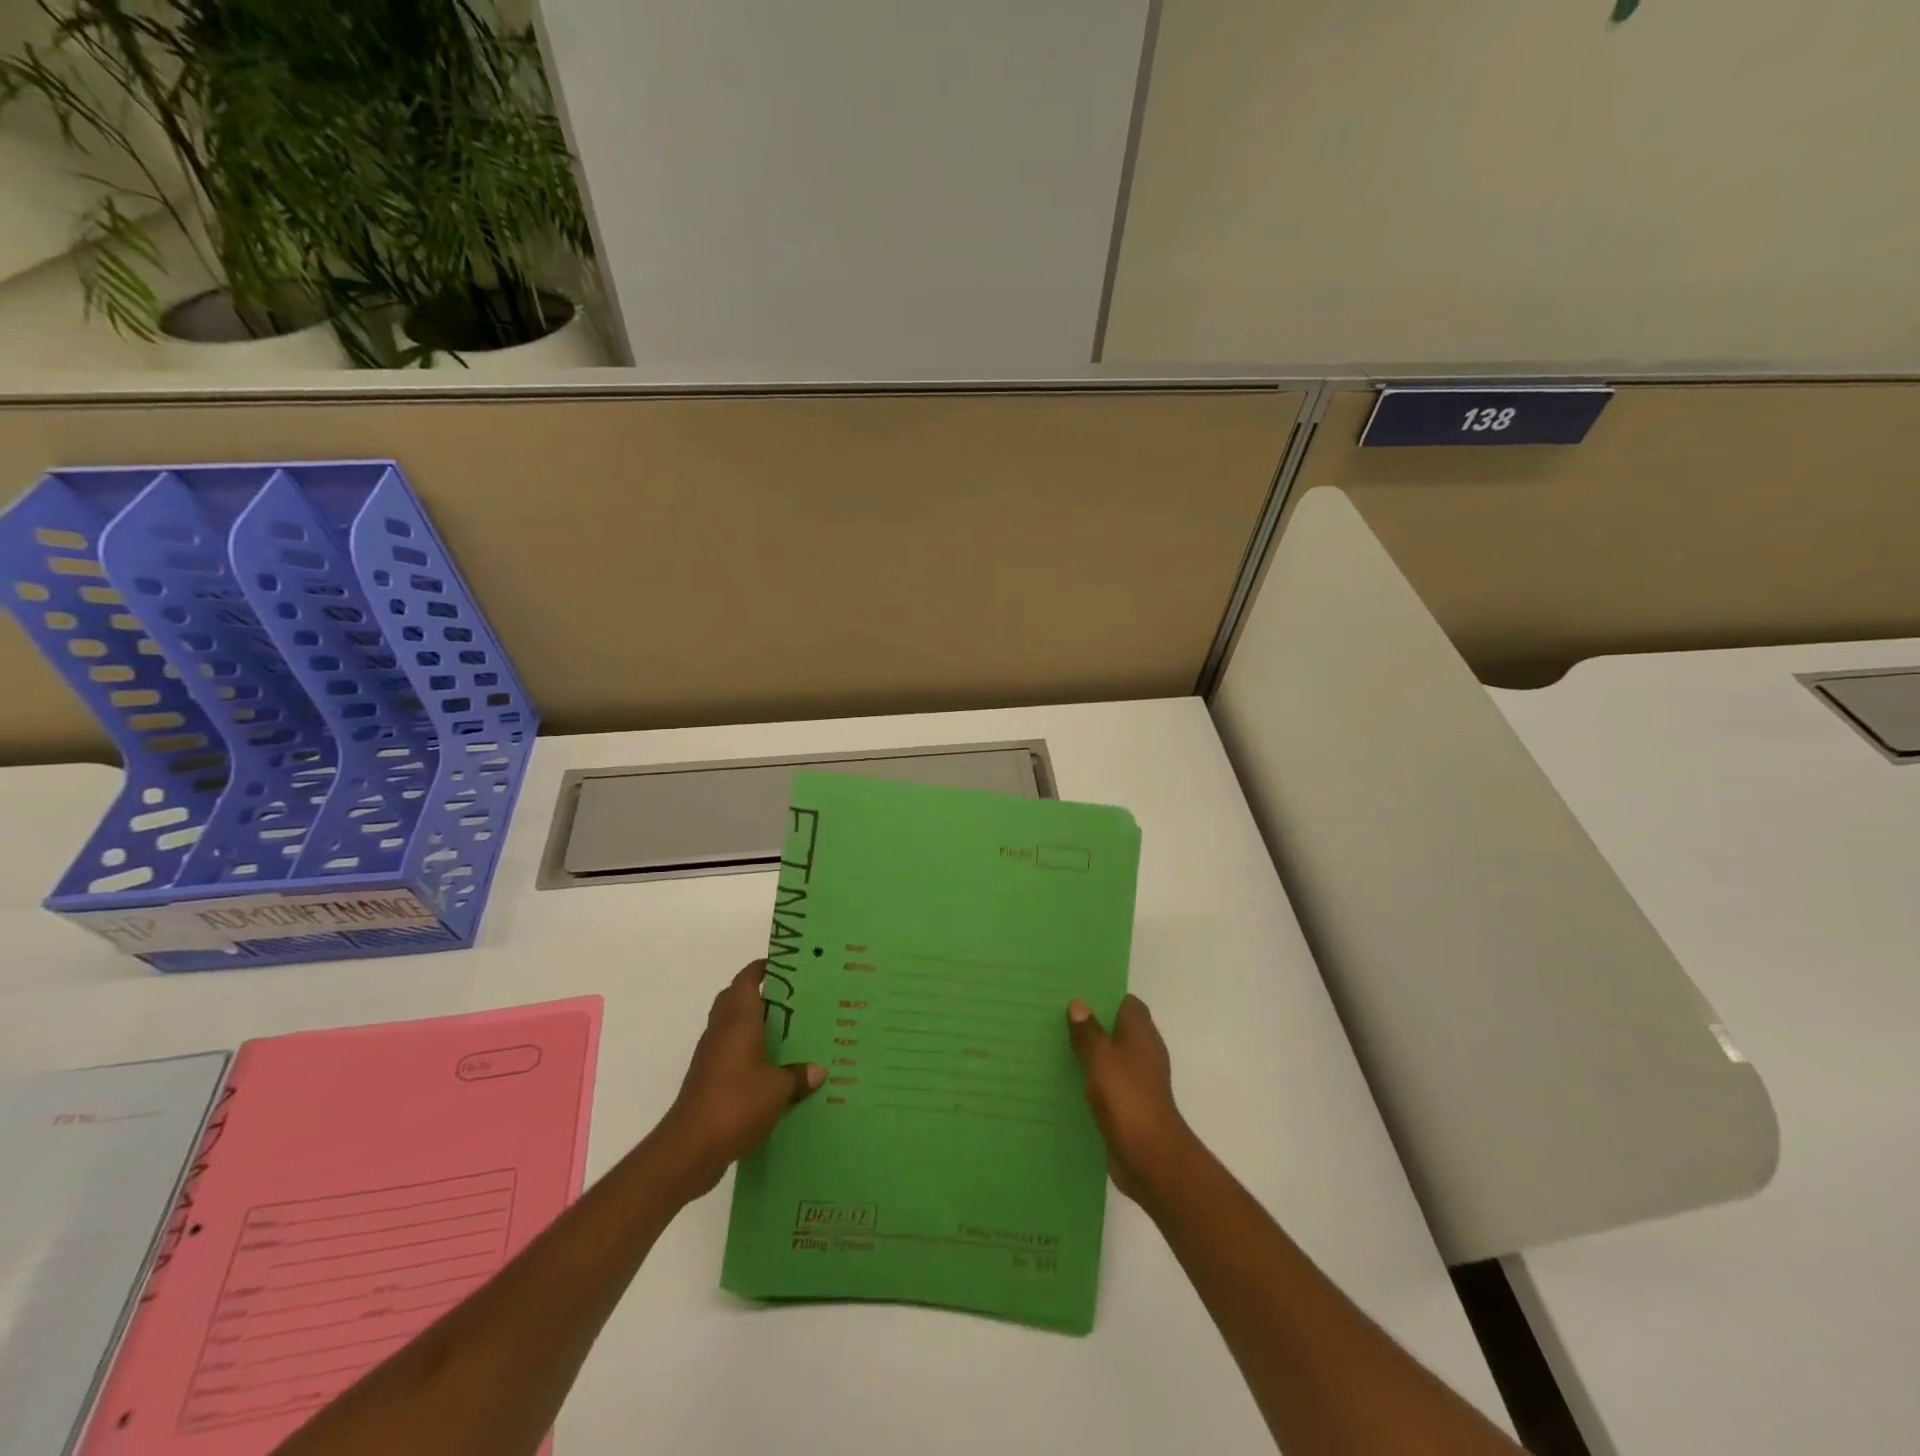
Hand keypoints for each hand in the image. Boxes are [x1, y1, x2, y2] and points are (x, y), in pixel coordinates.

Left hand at [651, 960, 822, 1199]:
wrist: (690, 1148)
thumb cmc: (736, 1104)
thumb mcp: (778, 1090)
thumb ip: (798, 1076)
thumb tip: (818, 1071)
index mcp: (738, 1021)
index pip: (746, 980)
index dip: (762, 968)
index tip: (785, 966)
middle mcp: (721, 1031)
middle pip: (735, 999)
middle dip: (758, 994)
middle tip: (791, 999)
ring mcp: (711, 1056)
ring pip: (731, 1026)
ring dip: (752, 1024)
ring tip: (786, 1032)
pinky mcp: (707, 1080)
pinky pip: (730, 1053)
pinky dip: (747, 1052)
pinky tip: (771, 1068)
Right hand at [1067, 995, 1200, 1206]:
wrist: (1150, 1156)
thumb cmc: (1126, 1097)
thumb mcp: (1100, 1058)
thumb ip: (1088, 1031)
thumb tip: (1079, 1003)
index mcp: (1141, 1034)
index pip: (1129, 1004)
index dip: (1107, 997)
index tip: (1080, 995)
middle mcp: (1144, 1053)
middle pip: (1120, 1030)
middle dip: (1094, 1024)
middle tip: (1061, 1019)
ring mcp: (1140, 1081)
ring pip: (1113, 1058)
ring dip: (1093, 1054)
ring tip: (1059, 1046)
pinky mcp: (1132, 1106)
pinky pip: (1110, 1084)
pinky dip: (1095, 1081)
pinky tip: (1070, 1083)